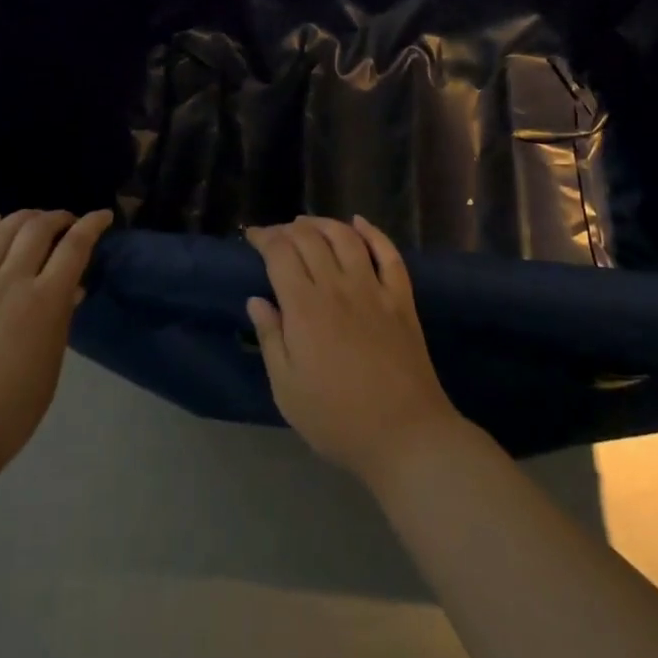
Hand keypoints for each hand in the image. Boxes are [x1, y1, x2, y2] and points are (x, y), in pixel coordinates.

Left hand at [0, 208, 110, 480]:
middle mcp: (10, 281)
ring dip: (23, 217)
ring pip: (1, 230)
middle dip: (58, 217)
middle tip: (68, 222)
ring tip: (34, 219)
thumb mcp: (50, 364)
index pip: (75, 246)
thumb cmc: (11, 412)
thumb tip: (69, 289)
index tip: (103, 216)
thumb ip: (60, 320)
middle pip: (37, 228)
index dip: (92, 224)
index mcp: (44, 301)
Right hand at [246, 215, 468, 488]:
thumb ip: (270, 338)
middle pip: (310, 239)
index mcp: (305, 308)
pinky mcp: (401, 298)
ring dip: (323, 223)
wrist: (405, 434)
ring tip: (307, 224)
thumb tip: (257, 300)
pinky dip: (373, 232)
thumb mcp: (287, 389)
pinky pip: (388, 253)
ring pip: (346, 237)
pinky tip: (359, 223)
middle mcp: (337, 287)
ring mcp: (373, 289)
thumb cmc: (336, 419)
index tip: (252, 237)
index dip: (264, 238)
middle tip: (276, 235)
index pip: (280, 253)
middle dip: (288, 229)